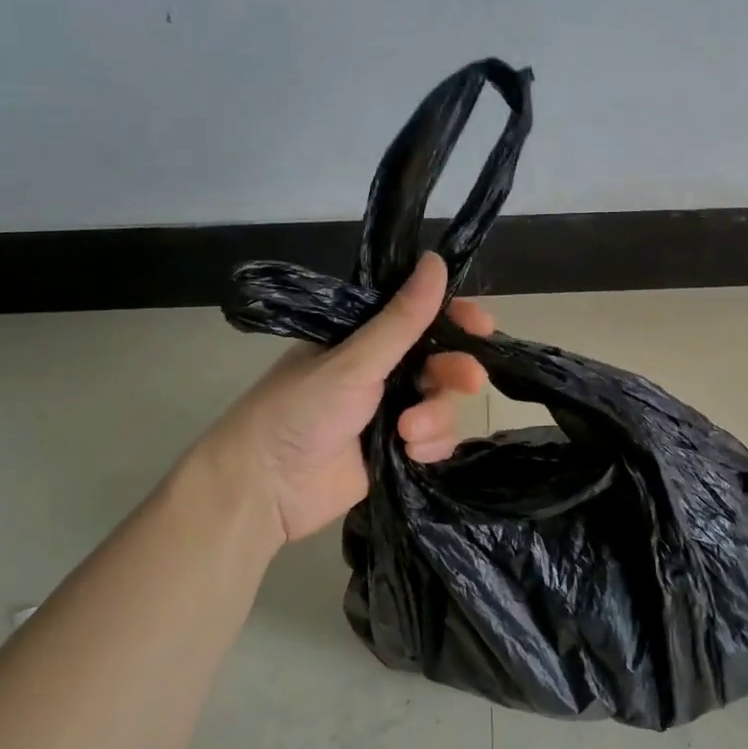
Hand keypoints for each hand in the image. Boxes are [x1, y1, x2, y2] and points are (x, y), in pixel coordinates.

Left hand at [208, 252, 494, 544]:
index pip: (421, 317)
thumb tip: (437, 261)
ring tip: (408, 434)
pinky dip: (430, 445)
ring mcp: (390, 411)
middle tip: (468, 382)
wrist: (265, 488)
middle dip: (455, 372)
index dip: (455, 319)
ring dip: (435, 417)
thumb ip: (402, 319)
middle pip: (441, 361)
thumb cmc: (301, 410)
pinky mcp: (397, 451)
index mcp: (366, 338)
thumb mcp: (354, 361)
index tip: (482, 327)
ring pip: (442, 404)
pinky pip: (435, 440)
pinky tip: (411, 454)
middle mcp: (382, 370)